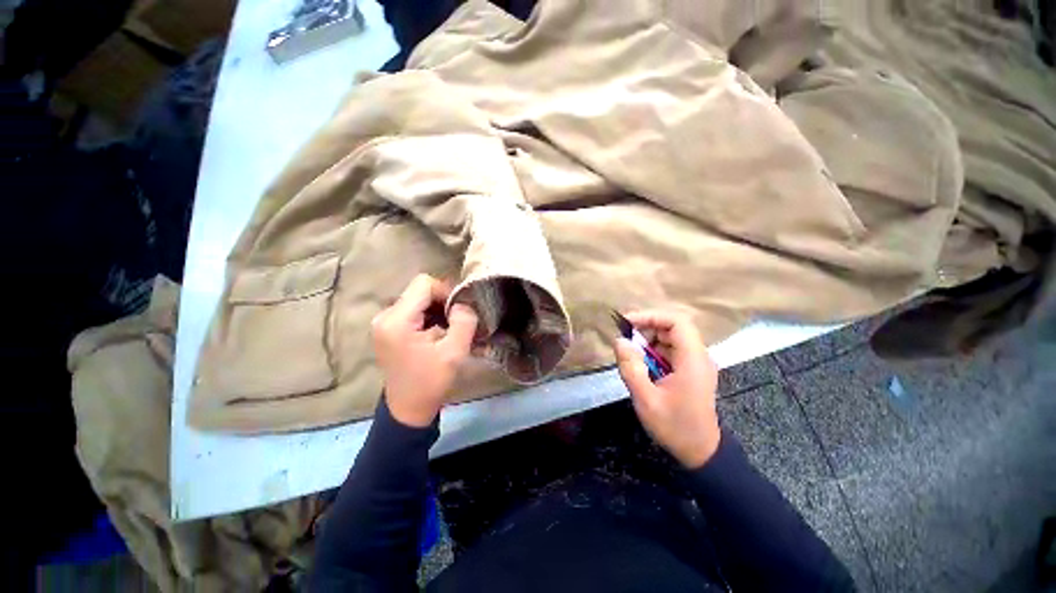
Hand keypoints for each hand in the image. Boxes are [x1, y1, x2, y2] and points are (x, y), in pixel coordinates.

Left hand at [372, 274, 478, 426]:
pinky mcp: (388, 328)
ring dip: (437, 310)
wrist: (408, 408)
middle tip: (457, 322)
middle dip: (442, 302)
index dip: (446, 292)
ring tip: (449, 329)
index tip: (459, 311)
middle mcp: (385, 316)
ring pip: (417, 299)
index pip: (424, 284)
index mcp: (397, 320)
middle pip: (419, 290)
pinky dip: (429, 316)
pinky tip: (437, 333)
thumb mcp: (455, 352)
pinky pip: (413, 310)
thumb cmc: (430, 382)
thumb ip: (464, 322)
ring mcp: (384, 322)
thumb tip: (463, 304)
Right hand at [614, 310, 720, 468]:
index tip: (628, 323)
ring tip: (630, 352)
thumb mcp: (646, 399)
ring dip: (649, 340)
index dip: (651, 316)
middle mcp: (698, 356)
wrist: (700, 452)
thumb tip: (619, 340)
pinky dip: (654, 351)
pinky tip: (641, 363)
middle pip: (674, 327)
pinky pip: (672, 350)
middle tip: (625, 338)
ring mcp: (696, 363)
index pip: (677, 322)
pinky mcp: (691, 370)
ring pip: (672, 338)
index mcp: (692, 360)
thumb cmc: (675, 427)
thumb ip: (631, 368)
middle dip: (647, 328)